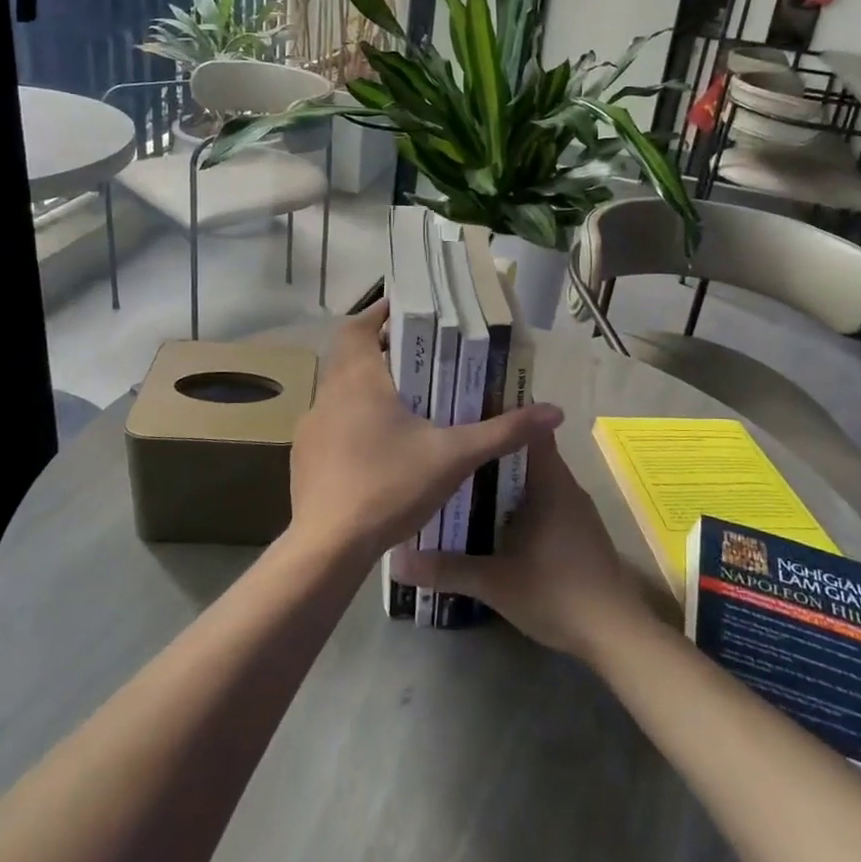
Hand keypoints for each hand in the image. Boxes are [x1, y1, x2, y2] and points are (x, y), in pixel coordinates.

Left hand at [288, 302, 562, 559]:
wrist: (327, 548)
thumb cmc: (389, 487)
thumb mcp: (453, 457)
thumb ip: (502, 432)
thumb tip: (555, 411)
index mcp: (358, 380)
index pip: (356, 325)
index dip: (379, 314)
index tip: (408, 313)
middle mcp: (328, 395)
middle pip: (350, 356)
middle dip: (383, 352)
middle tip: (422, 358)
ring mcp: (312, 428)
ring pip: (340, 392)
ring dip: (369, 389)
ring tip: (408, 402)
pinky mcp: (305, 458)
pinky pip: (333, 425)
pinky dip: (355, 422)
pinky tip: (381, 448)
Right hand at [393, 429, 646, 658]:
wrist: (615, 634)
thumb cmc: (557, 593)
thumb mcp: (494, 582)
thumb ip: (446, 569)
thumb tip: (397, 561)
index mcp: (550, 483)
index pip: (529, 430)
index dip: (501, 416)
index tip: (466, 411)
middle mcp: (566, 487)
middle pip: (527, 454)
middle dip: (492, 450)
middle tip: (452, 447)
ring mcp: (576, 510)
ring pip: (535, 480)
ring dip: (505, 479)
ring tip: (463, 478)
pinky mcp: (579, 532)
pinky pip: (544, 501)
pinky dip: (519, 501)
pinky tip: (493, 517)